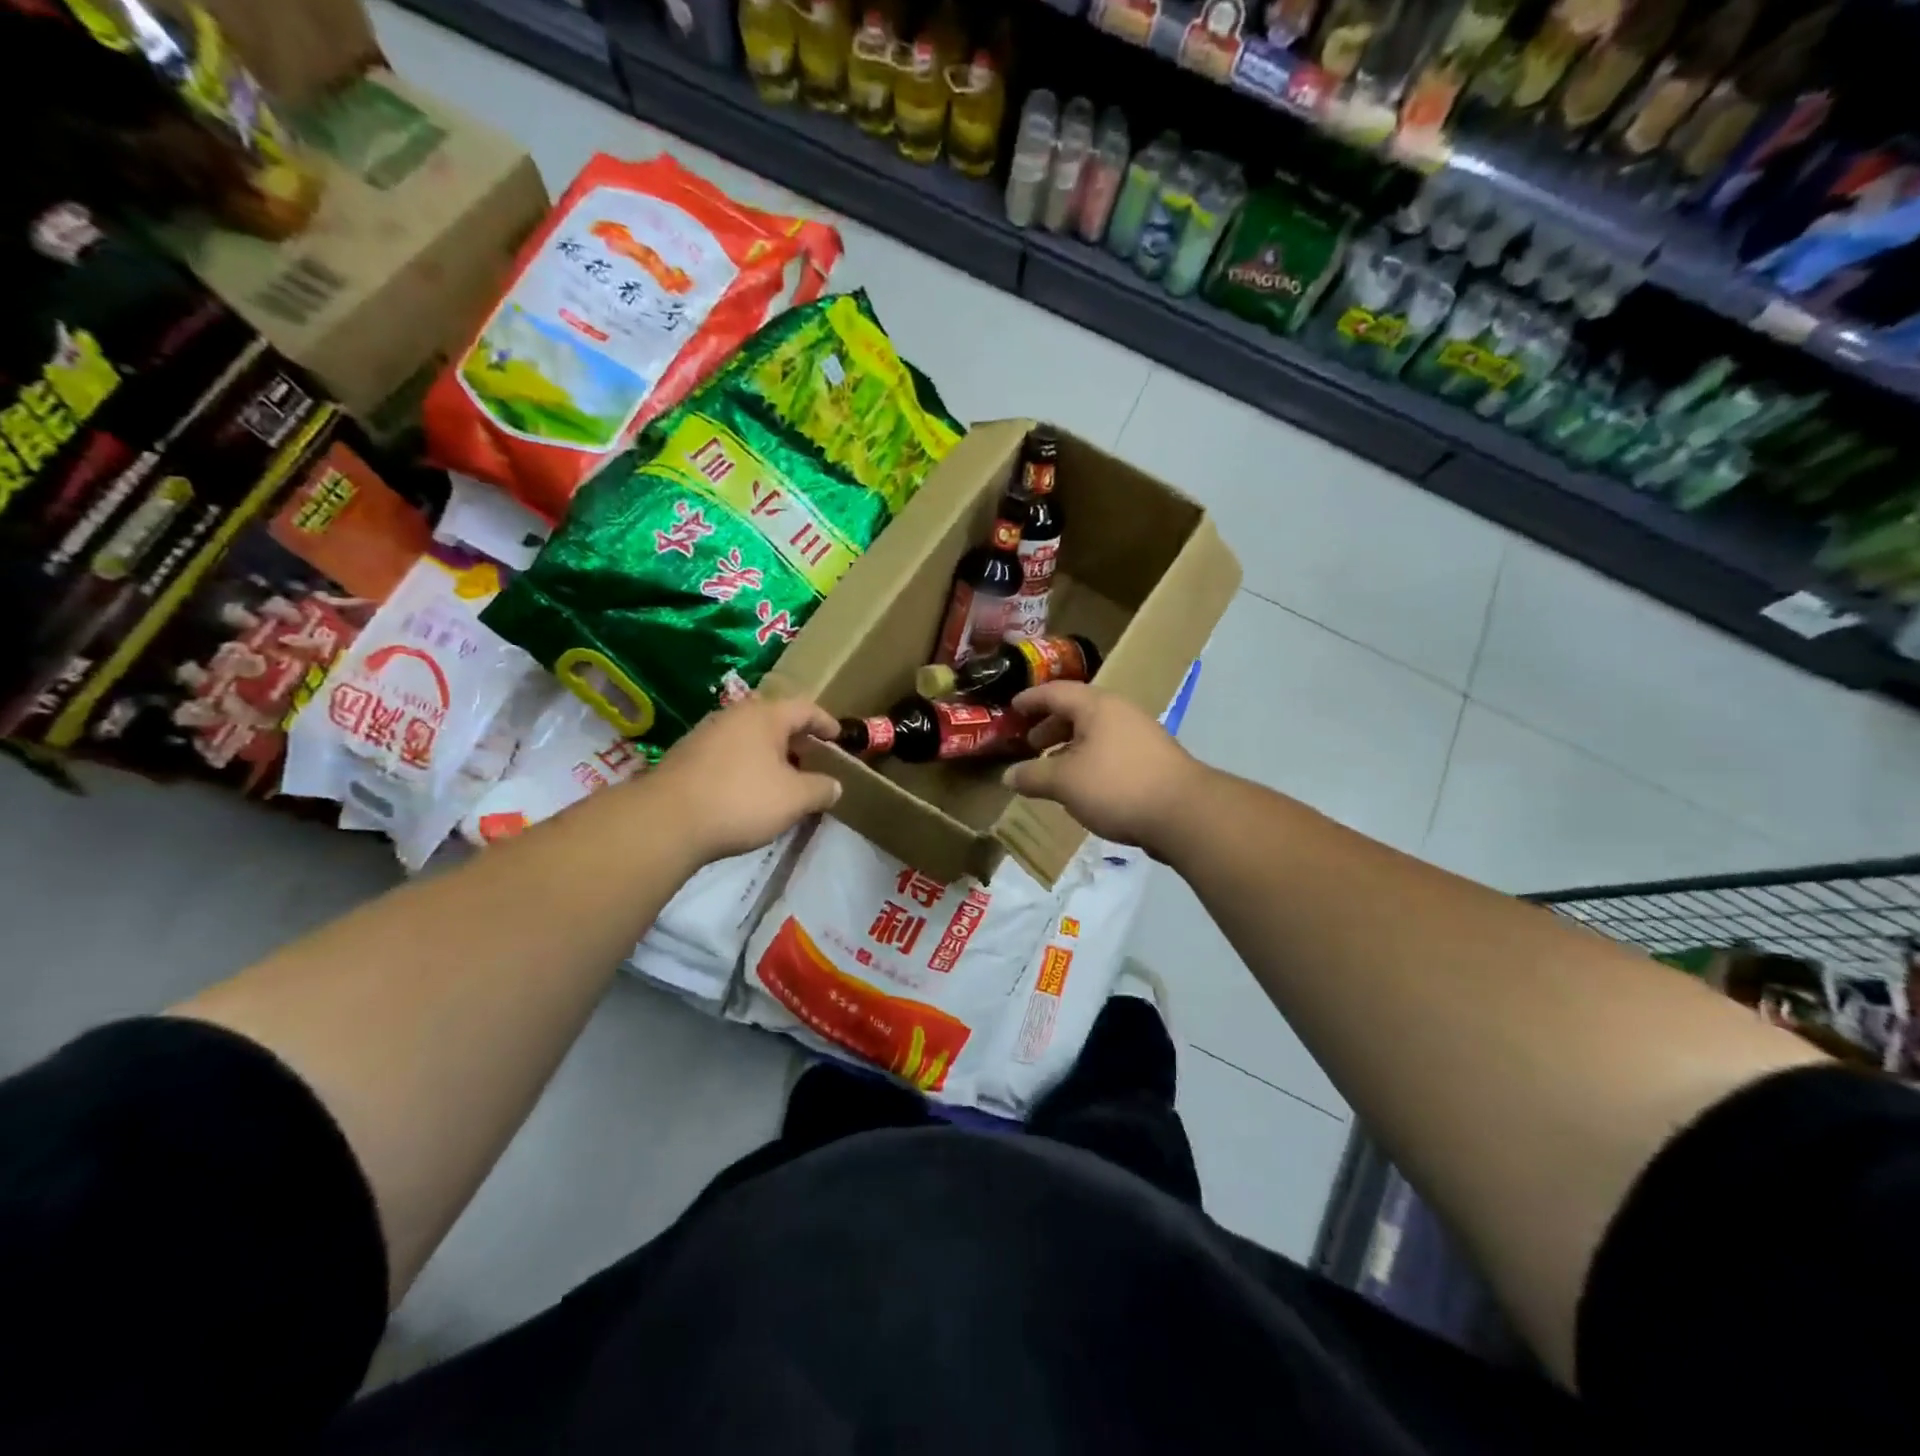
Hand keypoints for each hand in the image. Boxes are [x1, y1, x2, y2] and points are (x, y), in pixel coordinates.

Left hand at [649, 694, 841, 863]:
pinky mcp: (686, 756)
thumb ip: (821, 789)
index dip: (826, 722)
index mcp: (765, 715)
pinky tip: (748, 790)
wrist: (667, 821)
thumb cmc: (741, 800)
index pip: (805, 708)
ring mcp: (706, 734)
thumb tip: (835, 786)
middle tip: (811, 758)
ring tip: (782, 777)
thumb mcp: (795, 799)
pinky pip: (728, 753)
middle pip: (774, 719)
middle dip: (796, 738)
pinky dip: (746, 765)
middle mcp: (734, 715)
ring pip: (748, 737)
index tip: (838, 737)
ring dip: (769, 753)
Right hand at [1003, 682, 1206, 854]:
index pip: (1055, 692)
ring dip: (1070, 746)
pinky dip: (1090, 760)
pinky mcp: (1153, 761)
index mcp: (1097, 706)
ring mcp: (1141, 736)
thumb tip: (1008, 776)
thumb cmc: (1116, 786)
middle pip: (1077, 711)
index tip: (1012, 708)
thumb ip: (1033, 776)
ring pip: (1096, 733)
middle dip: (1050, 726)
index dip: (1031, 699)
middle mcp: (1120, 713)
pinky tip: (1083, 786)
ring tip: (1053, 768)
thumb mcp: (1064, 782)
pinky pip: (1111, 751)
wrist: (1184, 813)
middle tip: (1030, 743)